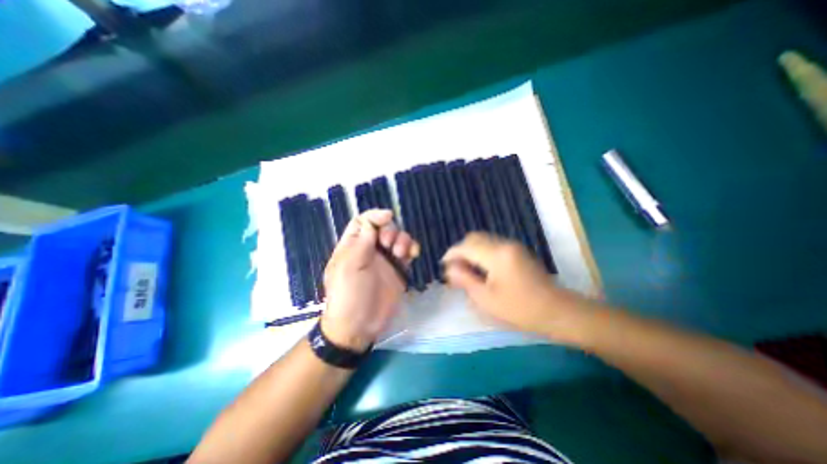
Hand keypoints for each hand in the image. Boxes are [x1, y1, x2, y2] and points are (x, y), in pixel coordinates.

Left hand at [318, 210, 416, 351]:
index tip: (387, 216)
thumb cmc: (348, 295)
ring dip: (402, 240)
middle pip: (383, 227)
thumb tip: (374, 220)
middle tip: (388, 245)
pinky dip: (412, 248)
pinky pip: (408, 252)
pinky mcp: (399, 269)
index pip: (363, 221)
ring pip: (397, 238)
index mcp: (353, 245)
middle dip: (390, 231)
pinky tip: (414, 254)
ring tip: (400, 254)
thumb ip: (362, 241)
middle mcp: (369, 249)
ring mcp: (385, 259)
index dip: (375, 216)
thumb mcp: (349, 266)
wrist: (360, 326)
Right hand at [447, 231, 587, 344]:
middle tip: (455, 269)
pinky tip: (481, 268)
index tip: (443, 265)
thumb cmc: (520, 310)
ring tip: (466, 270)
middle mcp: (504, 243)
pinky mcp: (517, 250)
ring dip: (470, 250)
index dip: (451, 254)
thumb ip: (465, 280)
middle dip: (460, 250)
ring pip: (483, 239)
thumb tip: (449, 268)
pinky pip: (492, 244)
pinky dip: (481, 251)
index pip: (466, 246)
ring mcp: (513, 245)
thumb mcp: (487, 299)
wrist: (557, 311)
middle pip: (474, 237)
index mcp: (497, 255)